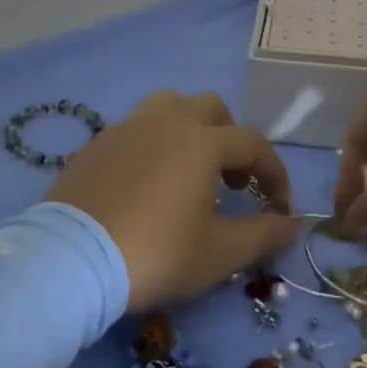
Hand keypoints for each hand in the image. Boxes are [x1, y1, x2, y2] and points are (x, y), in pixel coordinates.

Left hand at [46, 91, 299, 310]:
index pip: (253, 144)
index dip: (274, 173)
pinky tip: (146, 183)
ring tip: (188, 169)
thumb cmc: (157, 253)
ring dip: (188, 129)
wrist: (73, 260)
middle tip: (231, 181)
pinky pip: (134, 130)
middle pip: (210, 109)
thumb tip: (293, 225)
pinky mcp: (96, 144)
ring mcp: (126, 128)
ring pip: (168, 107)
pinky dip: (152, 145)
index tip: (278, 208)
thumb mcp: (219, 253)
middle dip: (230, 138)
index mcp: (202, 141)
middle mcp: (166, 121)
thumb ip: (263, 234)